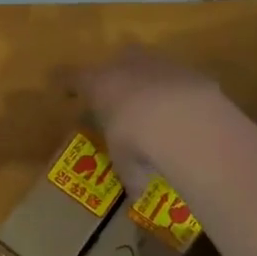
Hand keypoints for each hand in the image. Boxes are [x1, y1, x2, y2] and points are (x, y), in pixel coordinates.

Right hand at [69, 47, 220, 190]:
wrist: (184, 119)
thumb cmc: (136, 138)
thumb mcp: (125, 160)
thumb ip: (129, 170)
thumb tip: (135, 194)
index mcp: (98, 84)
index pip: (73, 78)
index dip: (68, 84)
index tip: (67, 91)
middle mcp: (125, 65)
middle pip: (116, 62)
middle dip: (118, 77)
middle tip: (121, 98)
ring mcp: (159, 63)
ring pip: (150, 67)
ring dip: (151, 84)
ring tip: (158, 109)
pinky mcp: (190, 70)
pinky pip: (179, 80)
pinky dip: (179, 94)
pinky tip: (186, 114)